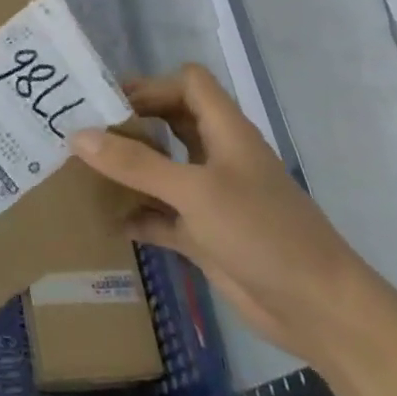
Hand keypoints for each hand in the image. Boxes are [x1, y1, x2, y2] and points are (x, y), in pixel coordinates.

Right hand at [72, 64, 381, 368]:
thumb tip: (77, 135)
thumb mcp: (195, 191)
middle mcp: (217, 157)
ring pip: (163, 168)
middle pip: (170, 121)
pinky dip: (137, 214)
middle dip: (131, 122)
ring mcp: (211, 197)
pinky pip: (161, 215)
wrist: (319, 311)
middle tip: (84, 129)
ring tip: (83, 168)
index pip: (188, 84)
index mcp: (225, 132)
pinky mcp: (205, 235)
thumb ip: (136, 164)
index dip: (152, 84)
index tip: (108, 102)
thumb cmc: (262, 233)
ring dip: (130, 168)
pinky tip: (106, 219)